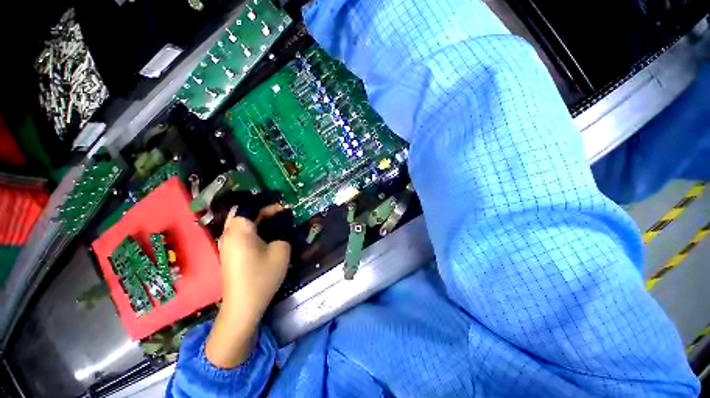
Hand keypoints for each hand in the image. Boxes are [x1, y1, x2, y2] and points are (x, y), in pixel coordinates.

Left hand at [206, 205, 290, 367]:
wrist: (243, 304)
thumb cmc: (262, 275)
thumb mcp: (281, 250)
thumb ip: (283, 233)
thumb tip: (281, 227)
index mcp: (239, 230)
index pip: (250, 206)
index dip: (268, 204)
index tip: (283, 208)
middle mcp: (228, 234)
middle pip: (241, 212)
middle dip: (259, 209)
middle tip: (277, 213)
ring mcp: (225, 244)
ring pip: (238, 222)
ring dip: (255, 219)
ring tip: (272, 221)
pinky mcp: (228, 253)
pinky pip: (238, 233)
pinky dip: (250, 228)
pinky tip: (263, 235)